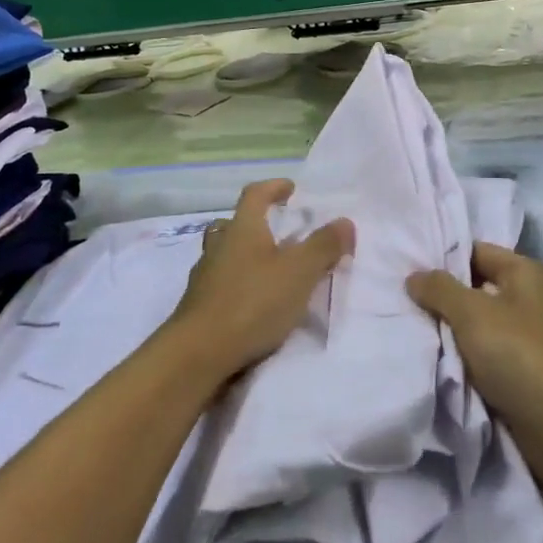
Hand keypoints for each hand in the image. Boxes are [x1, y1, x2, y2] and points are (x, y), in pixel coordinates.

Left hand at [167, 179, 353, 379]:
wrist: (197, 355)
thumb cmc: (252, 303)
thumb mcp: (299, 273)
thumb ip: (324, 246)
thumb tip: (345, 221)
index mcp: (242, 229)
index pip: (255, 194)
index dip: (273, 187)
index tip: (290, 188)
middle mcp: (219, 246)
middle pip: (234, 223)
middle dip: (255, 223)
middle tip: (277, 231)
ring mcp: (204, 278)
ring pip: (224, 254)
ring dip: (244, 255)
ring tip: (268, 270)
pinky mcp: (198, 307)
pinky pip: (220, 283)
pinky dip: (237, 284)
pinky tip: (252, 302)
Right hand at [408, 242, 542, 432]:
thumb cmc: (517, 354)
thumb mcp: (471, 313)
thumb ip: (439, 289)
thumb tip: (414, 277)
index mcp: (526, 271)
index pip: (476, 251)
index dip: (442, 258)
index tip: (407, 268)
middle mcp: (530, 296)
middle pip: (475, 284)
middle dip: (442, 294)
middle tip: (404, 298)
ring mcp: (527, 332)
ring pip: (477, 319)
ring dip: (450, 326)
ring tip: (413, 325)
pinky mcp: (522, 365)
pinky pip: (484, 347)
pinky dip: (463, 350)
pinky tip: (436, 354)